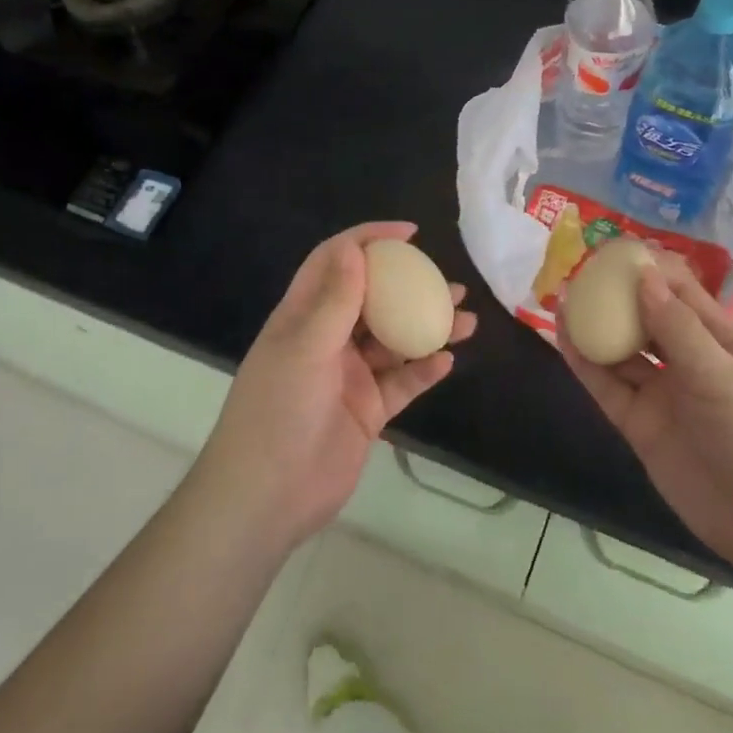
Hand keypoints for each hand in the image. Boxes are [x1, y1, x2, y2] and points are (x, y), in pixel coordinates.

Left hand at [198, 223, 476, 550]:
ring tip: (465, 318)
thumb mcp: (304, 348)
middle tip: (446, 281)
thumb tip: (355, 249)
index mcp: (302, 316)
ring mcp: (349, 376)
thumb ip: (334, 300)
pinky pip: (401, 383)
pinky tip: (447, 360)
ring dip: (426, 327)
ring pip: (394, 341)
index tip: (408, 235)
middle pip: (372, 299)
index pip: (335, 263)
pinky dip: (423, 370)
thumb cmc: (277, 411)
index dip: (367, 241)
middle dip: (408, 286)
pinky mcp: (367, 411)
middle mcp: (327, 339)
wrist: (267, 497)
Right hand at [557, 252, 732, 576]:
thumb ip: (679, 328)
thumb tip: (642, 275)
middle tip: (576, 271)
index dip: (646, 268)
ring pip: (621, 350)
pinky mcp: (641, 425)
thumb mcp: (725, 377)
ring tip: (561, 298)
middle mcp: (687, 361)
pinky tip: (563, 338)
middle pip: (644, 317)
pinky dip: (585, 363)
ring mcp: (662, 394)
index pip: (679, 291)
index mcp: (719, 340)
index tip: (611, 250)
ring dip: (594, 325)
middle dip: (614, 294)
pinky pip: (608, 386)